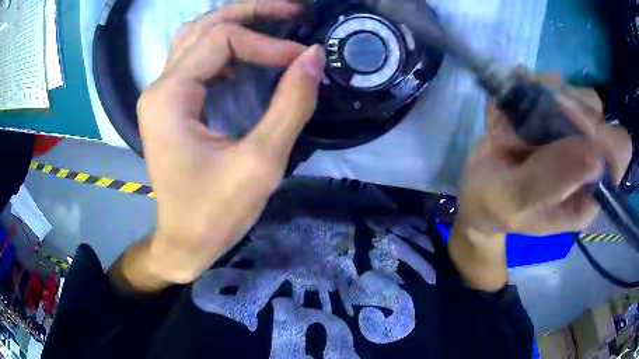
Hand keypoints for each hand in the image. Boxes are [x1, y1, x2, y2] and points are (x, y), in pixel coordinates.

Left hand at [117, 1, 325, 290]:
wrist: (184, 242)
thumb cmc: (216, 213)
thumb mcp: (261, 162)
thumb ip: (290, 104)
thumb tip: (313, 55)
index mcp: (169, 97)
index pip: (221, 40)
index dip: (268, 43)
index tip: (303, 59)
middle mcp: (159, 87)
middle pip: (204, 26)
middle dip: (251, 12)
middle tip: (292, 10)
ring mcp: (161, 95)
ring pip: (195, 37)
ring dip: (234, 23)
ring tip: (273, 21)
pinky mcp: (169, 105)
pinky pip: (194, 59)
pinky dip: (223, 47)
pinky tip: (247, 53)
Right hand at [449, 78, 632, 290]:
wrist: (479, 191)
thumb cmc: (495, 205)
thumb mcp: (516, 203)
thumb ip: (551, 184)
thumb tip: (595, 159)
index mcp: (588, 194)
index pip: (618, 154)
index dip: (600, 132)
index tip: (564, 117)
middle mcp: (589, 161)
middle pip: (597, 113)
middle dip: (564, 107)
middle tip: (530, 113)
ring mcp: (574, 134)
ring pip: (575, 92)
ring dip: (542, 95)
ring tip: (513, 118)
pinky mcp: (556, 114)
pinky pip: (551, 84)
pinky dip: (528, 87)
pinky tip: (510, 109)